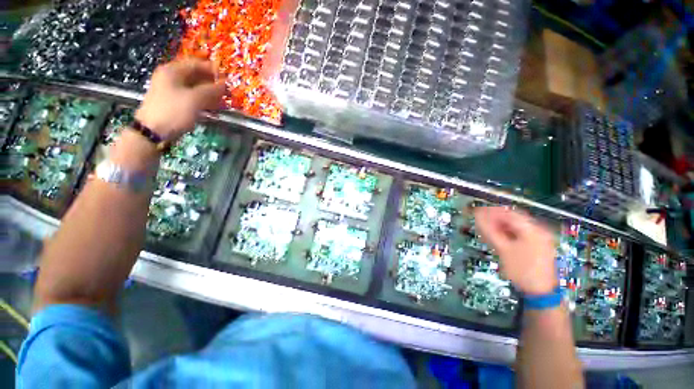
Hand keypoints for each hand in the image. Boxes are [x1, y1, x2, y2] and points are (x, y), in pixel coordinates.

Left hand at [135, 59, 225, 140]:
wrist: (153, 131)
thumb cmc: (173, 111)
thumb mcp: (195, 99)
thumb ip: (211, 90)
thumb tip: (225, 84)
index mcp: (172, 71)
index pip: (196, 63)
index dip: (212, 69)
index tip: (227, 77)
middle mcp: (171, 77)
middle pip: (195, 75)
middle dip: (212, 81)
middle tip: (226, 90)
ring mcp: (172, 90)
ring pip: (195, 87)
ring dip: (209, 92)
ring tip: (222, 99)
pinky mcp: (174, 101)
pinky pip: (192, 96)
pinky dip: (203, 99)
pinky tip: (213, 105)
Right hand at [474, 207, 557, 294]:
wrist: (540, 292)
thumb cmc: (521, 270)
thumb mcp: (502, 249)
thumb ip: (489, 231)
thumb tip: (477, 217)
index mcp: (532, 229)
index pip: (508, 213)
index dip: (491, 211)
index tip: (476, 212)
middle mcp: (538, 230)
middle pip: (513, 219)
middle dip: (495, 219)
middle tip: (480, 221)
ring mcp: (540, 238)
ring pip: (516, 226)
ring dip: (500, 226)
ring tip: (486, 229)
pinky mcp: (538, 246)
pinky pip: (520, 234)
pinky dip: (508, 233)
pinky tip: (498, 237)